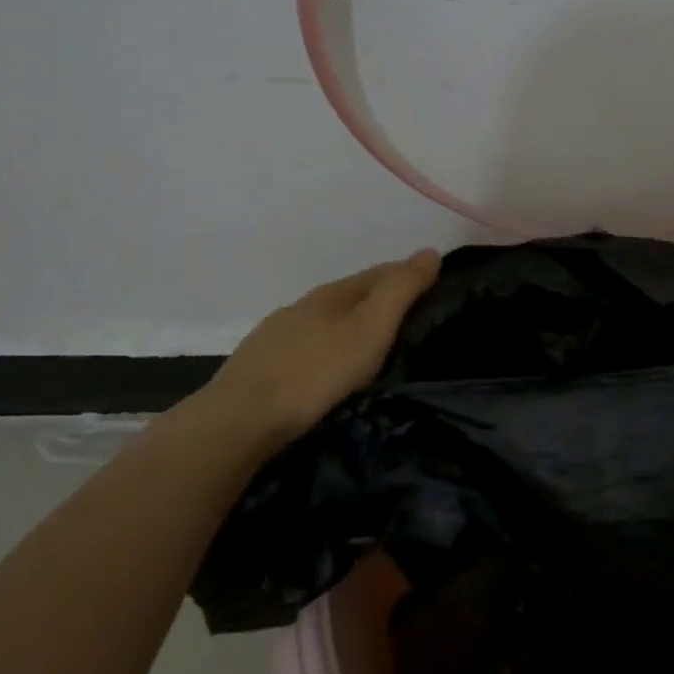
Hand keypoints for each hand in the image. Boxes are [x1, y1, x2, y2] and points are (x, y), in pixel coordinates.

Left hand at [191, 250, 440, 446]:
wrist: (239, 421)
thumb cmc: (316, 373)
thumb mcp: (370, 329)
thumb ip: (401, 291)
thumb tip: (431, 252)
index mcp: (333, 293)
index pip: (380, 273)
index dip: (408, 276)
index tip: (435, 289)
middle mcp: (304, 306)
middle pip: (352, 295)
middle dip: (381, 301)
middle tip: (413, 320)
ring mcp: (278, 335)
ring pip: (327, 322)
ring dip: (352, 327)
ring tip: (375, 348)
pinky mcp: (261, 366)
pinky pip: (308, 348)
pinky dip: (328, 350)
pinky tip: (330, 370)